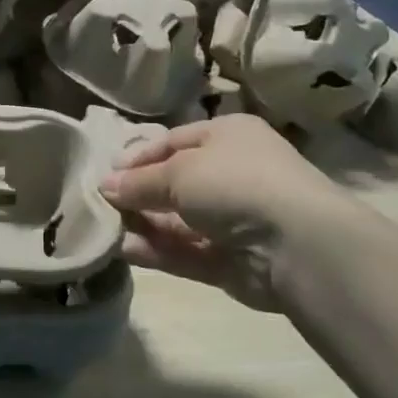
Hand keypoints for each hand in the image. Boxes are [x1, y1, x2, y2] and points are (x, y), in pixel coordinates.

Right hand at [99, 117, 351, 311]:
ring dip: (143, 224)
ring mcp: (233, 220)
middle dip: (138, 194)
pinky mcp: (231, 261)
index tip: (106, 174)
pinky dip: (157, 251)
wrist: (298, 245)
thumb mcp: (179, 171)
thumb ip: (139, 182)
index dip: (138, 157)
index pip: (173, 142)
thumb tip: (105, 186)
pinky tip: (123, 250)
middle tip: (99, 204)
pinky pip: (186, 252)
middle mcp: (232, 174)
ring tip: (103, 229)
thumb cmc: (236, 183)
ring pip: (178, 221)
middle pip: (174, 183)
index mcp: (228, 136)